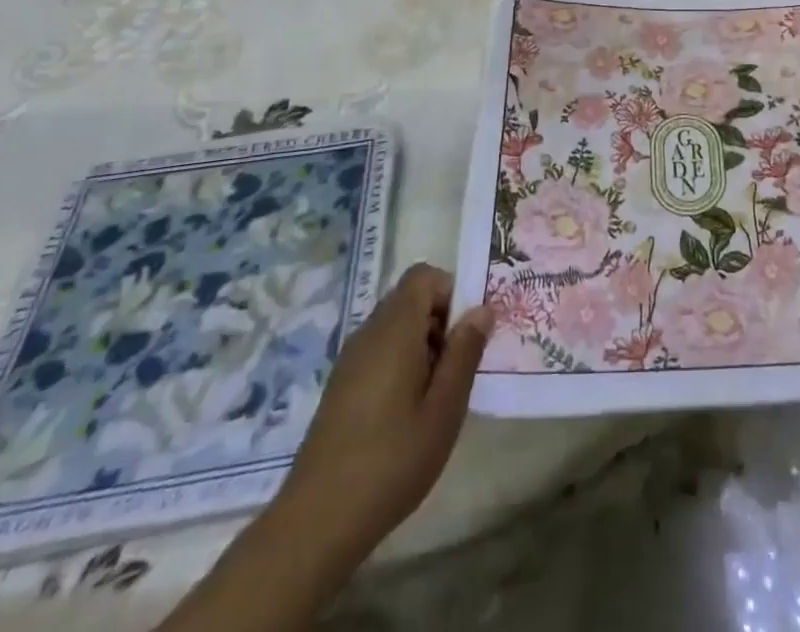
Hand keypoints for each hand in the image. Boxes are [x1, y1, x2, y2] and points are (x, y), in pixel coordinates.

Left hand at [268, 263, 491, 572]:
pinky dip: (402, 363)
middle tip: (460, 366)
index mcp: (394, 329)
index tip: (468, 332)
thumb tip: (482, 309)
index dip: (451, 292)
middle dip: (441, 320)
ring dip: (423, 344)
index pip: (424, 276)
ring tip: (438, 393)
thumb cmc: (392, 460)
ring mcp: (350, 360)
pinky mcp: (341, 386)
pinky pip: (379, 351)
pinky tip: (410, 412)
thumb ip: (465, 352)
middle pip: (410, 299)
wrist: (317, 522)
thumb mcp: (444, 408)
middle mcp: (369, 333)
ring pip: (396, 327)